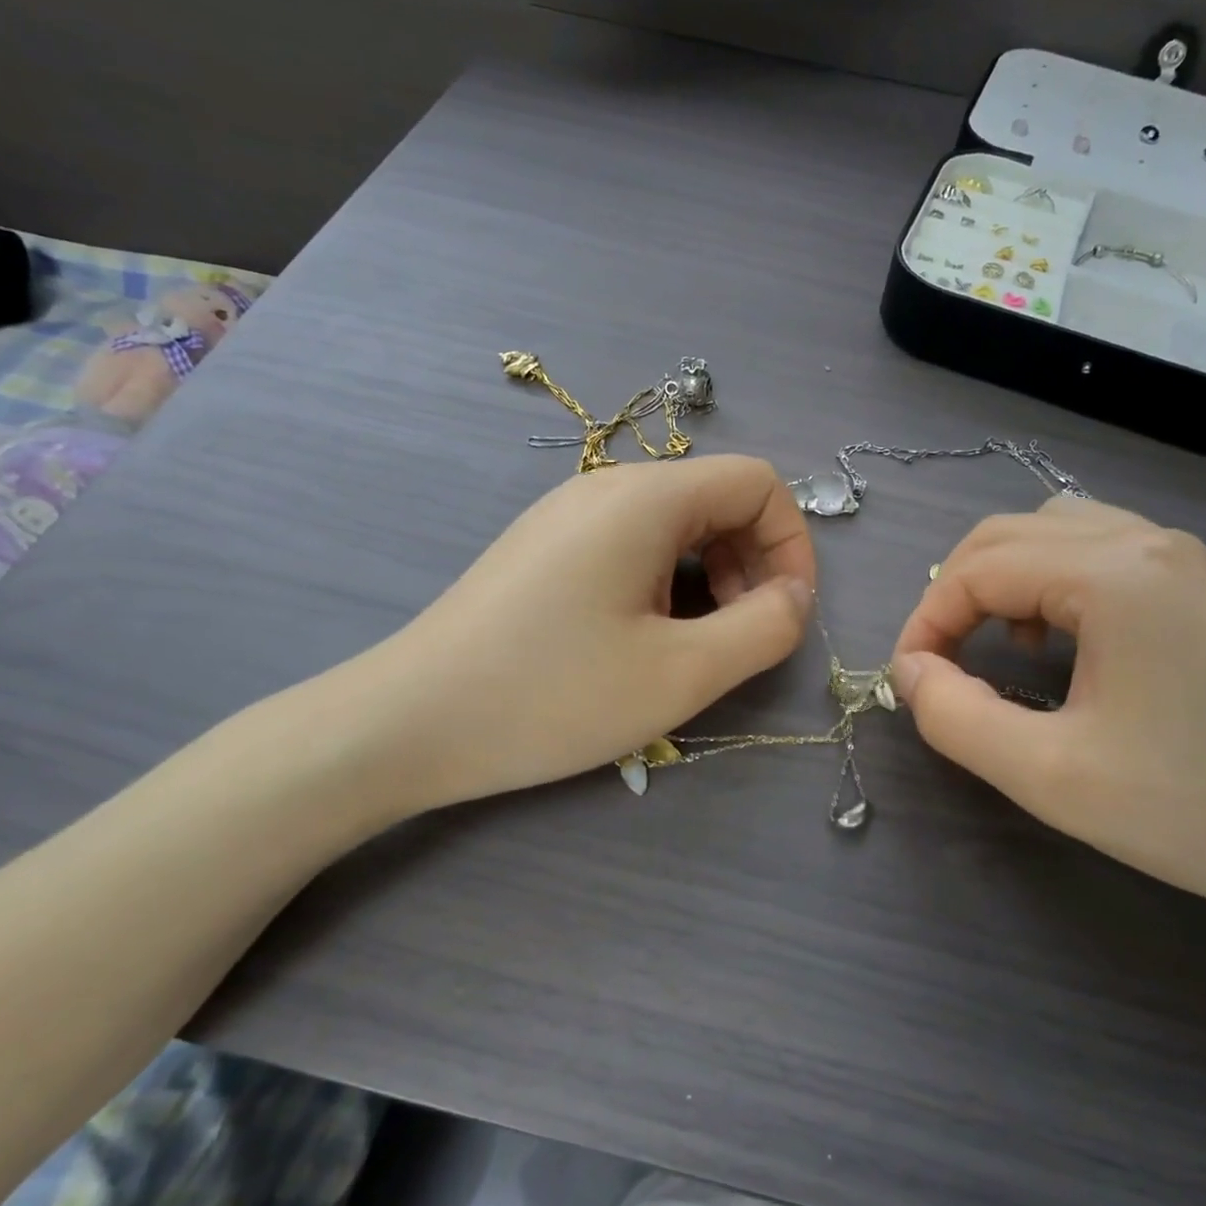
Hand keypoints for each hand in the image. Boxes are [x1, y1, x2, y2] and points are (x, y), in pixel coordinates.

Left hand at [324, 456, 815, 820]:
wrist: (409, 723)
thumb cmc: (552, 696)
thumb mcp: (681, 674)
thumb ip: (765, 628)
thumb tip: (796, 596)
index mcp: (644, 498)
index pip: (757, 482)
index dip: (791, 545)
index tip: (784, 615)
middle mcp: (605, 488)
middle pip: (716, 500)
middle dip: (752, 565)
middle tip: (739, 639)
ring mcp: (567, 517)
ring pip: (675, 528)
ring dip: (710, 580)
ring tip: (691, 648)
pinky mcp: (544, 551)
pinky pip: (632, 548)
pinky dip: (665, 586)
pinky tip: (640, 642)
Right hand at [889, 498, 1205, 927]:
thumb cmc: (1193, 810)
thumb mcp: (1047, 774)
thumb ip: (954, 716)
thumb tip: (909, 672)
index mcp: (1115, 575)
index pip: (978, 569)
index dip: (925, 621)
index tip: (908, 680)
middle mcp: (1150, 543)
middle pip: (1009, 532)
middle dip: (955, 592)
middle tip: (938, 661)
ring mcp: (1185, 560)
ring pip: (1055, 530)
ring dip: (1004, 578)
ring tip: (1001, 646)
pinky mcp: (1203, 588)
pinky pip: (1101, 550)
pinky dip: (1052, 581)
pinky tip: (1062, 642)